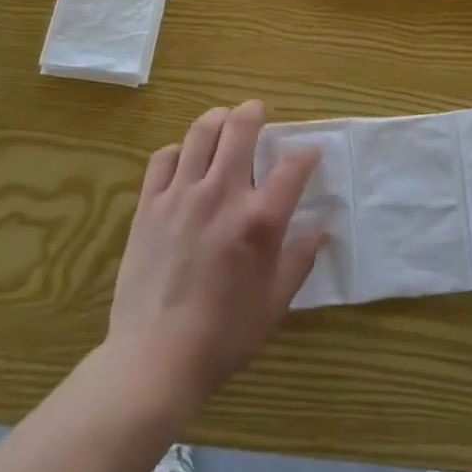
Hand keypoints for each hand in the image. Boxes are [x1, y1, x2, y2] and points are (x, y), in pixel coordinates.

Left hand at [107, 100, 323, 415]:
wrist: (154, 359)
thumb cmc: (224, 335)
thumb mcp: (276, 302)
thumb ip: (301, 257)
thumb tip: (323, 225)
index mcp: (259, 220)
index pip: (293, 166)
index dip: (307, 153)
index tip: (310, 154)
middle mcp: (222, 194)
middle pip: (240, 128)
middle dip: (254, 112)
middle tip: (258, 113)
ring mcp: (181, 196)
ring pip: (199, 133)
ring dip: (217, 119)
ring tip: (223, 123)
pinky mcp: (149, 206)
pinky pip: (162, 158)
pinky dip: (178, 150)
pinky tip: (184, 160)